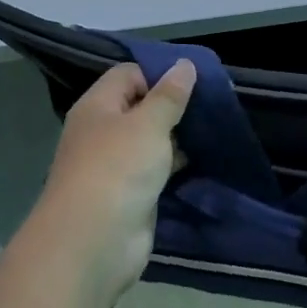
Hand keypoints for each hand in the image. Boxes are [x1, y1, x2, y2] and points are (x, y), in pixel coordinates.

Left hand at [29, 59, 195, 303]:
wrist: (93, 242)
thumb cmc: (117, 169)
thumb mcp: (148, 124)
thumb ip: (169, 95)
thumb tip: (185, 65)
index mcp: (98, 107)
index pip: (129, 74)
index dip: (159, 74)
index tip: (196, 81)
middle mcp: (103, 132)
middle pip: (140, 107)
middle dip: (173, 105)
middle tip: (212, 104)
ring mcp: (115, 165)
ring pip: (150, 140)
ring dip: (177, 137)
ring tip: (213, 129)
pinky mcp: (130, 194)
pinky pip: (155, 169)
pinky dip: (175, 164)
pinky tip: (202, 159)